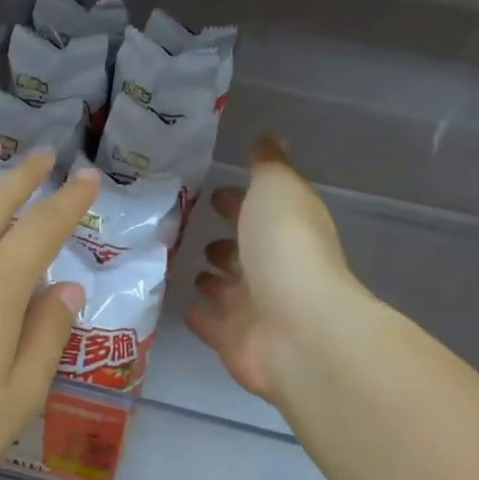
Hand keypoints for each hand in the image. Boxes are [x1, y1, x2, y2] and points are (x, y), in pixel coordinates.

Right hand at [185, 135, 360, 404]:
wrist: (297, 328)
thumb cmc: (286, 249)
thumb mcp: (276, 190)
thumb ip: (268, 166)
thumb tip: (269, 137)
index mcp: (286, 230)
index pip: (258, 212)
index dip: (237, 202)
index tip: (210, 192)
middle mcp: (272, 270)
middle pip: (243, 253)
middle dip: (223, 242)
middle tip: (189, 230)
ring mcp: (254, 309)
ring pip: (227, 290)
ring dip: (211, 279)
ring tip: (183, 265)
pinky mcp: (234, 342)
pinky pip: (212, 325)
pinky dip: (200, 316)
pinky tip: (181, 306)